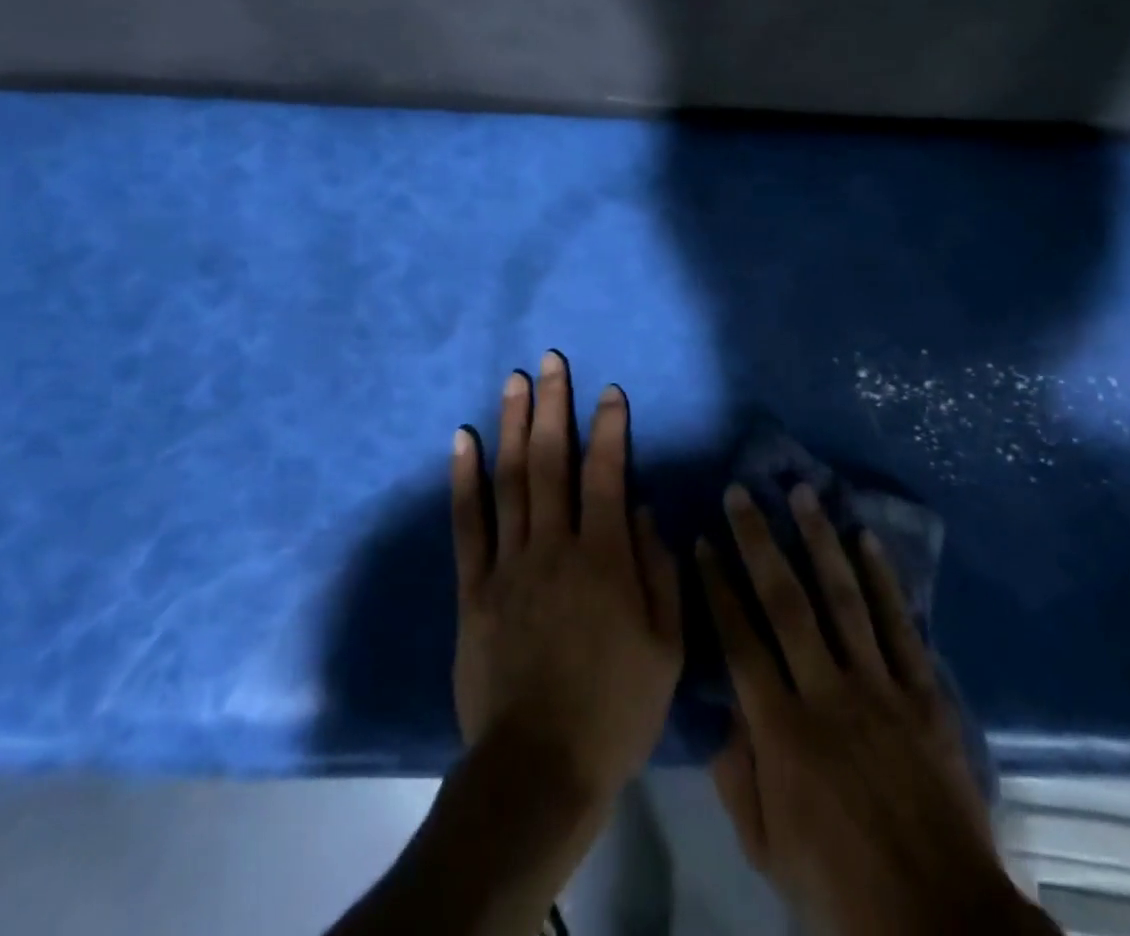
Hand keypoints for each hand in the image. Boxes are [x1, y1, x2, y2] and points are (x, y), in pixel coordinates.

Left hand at [451, 351, 682, 804]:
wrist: (539, 768)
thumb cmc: (615, 709)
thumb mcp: (666, 647)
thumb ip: (659, 571)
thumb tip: (644, 510)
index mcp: (604, 558)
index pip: (607, 474)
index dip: (610, 428)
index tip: (610, 391)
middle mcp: (554, 546)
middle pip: (551, 461)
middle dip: (553, 406)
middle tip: (550, 361)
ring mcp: (509, 563)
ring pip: (509, 479)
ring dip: (512, 425)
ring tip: (514, 381)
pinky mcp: (474, 587)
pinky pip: (468, 523)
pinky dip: (465, 478)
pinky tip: (464, 440)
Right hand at [699, 483, 1054, 935]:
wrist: (942, 923)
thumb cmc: (841, 889)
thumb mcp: (767, 848)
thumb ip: (737, 773)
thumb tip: (723, 706)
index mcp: (783, 733)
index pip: (739, 640)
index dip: (718, 586)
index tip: (703, 540)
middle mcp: (827, 694)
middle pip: (786, 601)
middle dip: (759, 541)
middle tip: (741, 493)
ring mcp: (880, 689)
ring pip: (843, 598)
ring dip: (819, 540)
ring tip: (802, 493)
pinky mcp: (923, 694)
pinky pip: (900, 625)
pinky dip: (883, 579)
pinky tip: (866, 538)